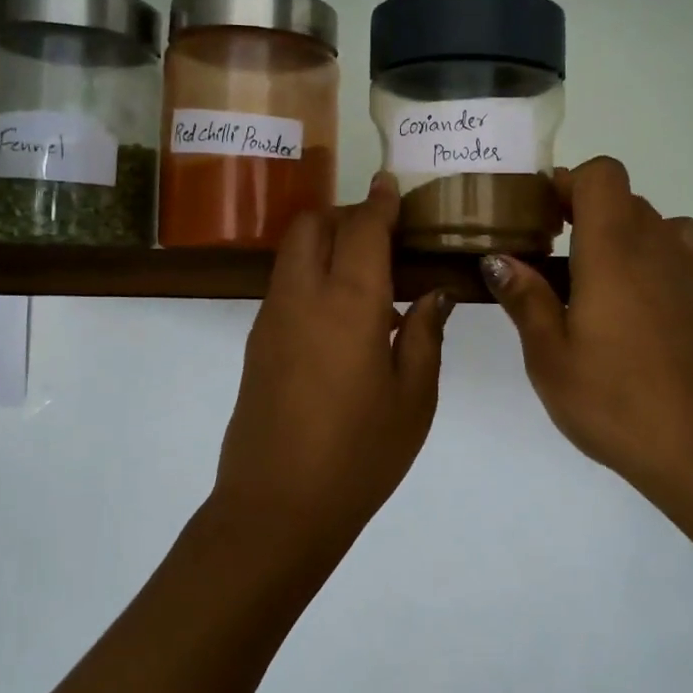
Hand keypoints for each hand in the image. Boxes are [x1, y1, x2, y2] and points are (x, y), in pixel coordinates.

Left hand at [212, 173, 452, 550]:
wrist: (276, 507)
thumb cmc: (359, 455)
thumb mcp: (413, 398)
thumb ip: (425, 335)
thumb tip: (434, 294)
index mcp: (349, 304)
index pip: (362, 229)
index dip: (379, 202)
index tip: (391, 185)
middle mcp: (302, 297)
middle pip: (313, 226)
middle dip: (346, 215)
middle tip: (384, 236)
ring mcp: (271, 319)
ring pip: (293, 253)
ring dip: (326, 244)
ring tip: (367, 276)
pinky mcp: (257, 343)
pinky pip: (285, 286)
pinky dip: (312, 276)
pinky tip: (343, 316)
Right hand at [482, 156, 692, 487]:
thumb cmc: (615, 403)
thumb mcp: (549, 358)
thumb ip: (524, 298)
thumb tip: (497, 258)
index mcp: (614, 249)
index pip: (602, 173)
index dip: (571, 184)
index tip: (548, 218)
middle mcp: (664, 242)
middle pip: (627, 201)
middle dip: (593, 220)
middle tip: (567, 270)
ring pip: (664, 228)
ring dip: (636, 244)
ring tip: (618, 295)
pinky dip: (675, 265)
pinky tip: (664, 308)